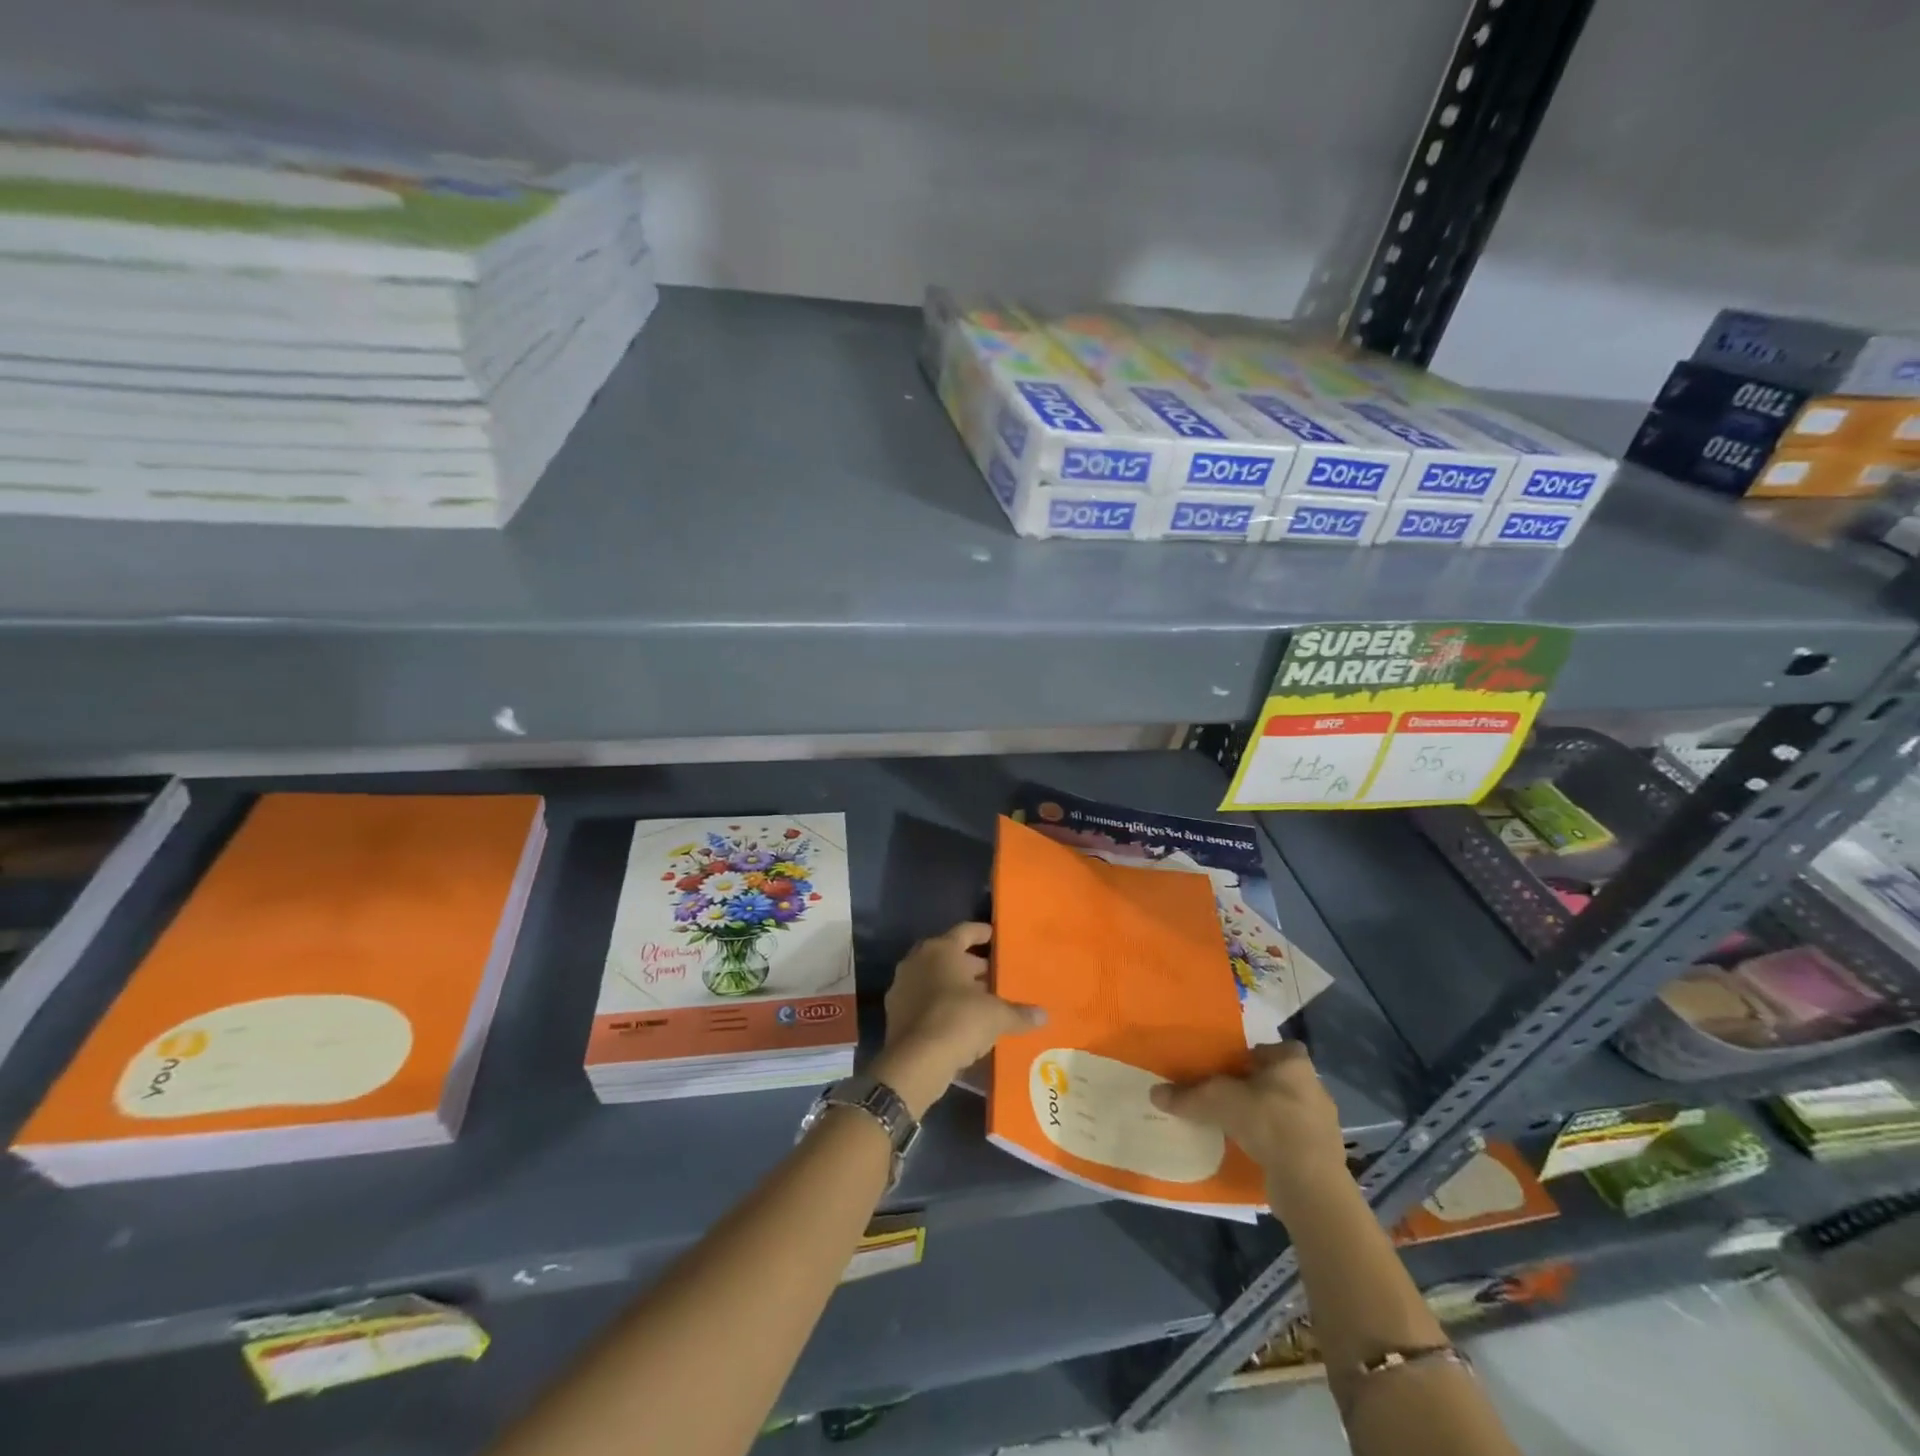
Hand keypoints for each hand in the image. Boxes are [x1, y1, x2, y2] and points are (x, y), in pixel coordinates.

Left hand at [872, 923, 1043, 1116]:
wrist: (916, 1061)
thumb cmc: (959, 1021)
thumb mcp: (996, 1016)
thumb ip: (1019, 1013)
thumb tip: (1044, 1016)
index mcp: (941, 950)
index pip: (965, 932)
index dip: (982, 933)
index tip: (996, 937)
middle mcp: (917, 961)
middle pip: (949, 956)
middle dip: (972, 966)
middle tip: (995, 976)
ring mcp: (902, 986)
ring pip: (935, 979)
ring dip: (955, 987)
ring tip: (980, 1001)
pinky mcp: (895, 1013)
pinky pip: (924, 1002)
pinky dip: (941, 1007)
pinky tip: (959, 1023)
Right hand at [1149, 1042, 1348, 1210]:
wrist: (1309, 1182)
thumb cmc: (1267, 1122)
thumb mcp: (1217, 1102)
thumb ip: (1187, 1096)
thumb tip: (1154, 1093)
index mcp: (1294, 1063)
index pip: (1276, 1048)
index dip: (1254, 1056)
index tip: (1232, 1068)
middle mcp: (1314, 1087)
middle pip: (1280, 1079)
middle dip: (1257, 1087)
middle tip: (1229, 1096)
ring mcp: (1323, 1123)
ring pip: (1288, 1110)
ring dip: (1268, 1116)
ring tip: (1239, 1126)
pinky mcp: (1323, 1155)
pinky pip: (1293, 1140)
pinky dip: (1276, 1143)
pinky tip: (1256, 1151)